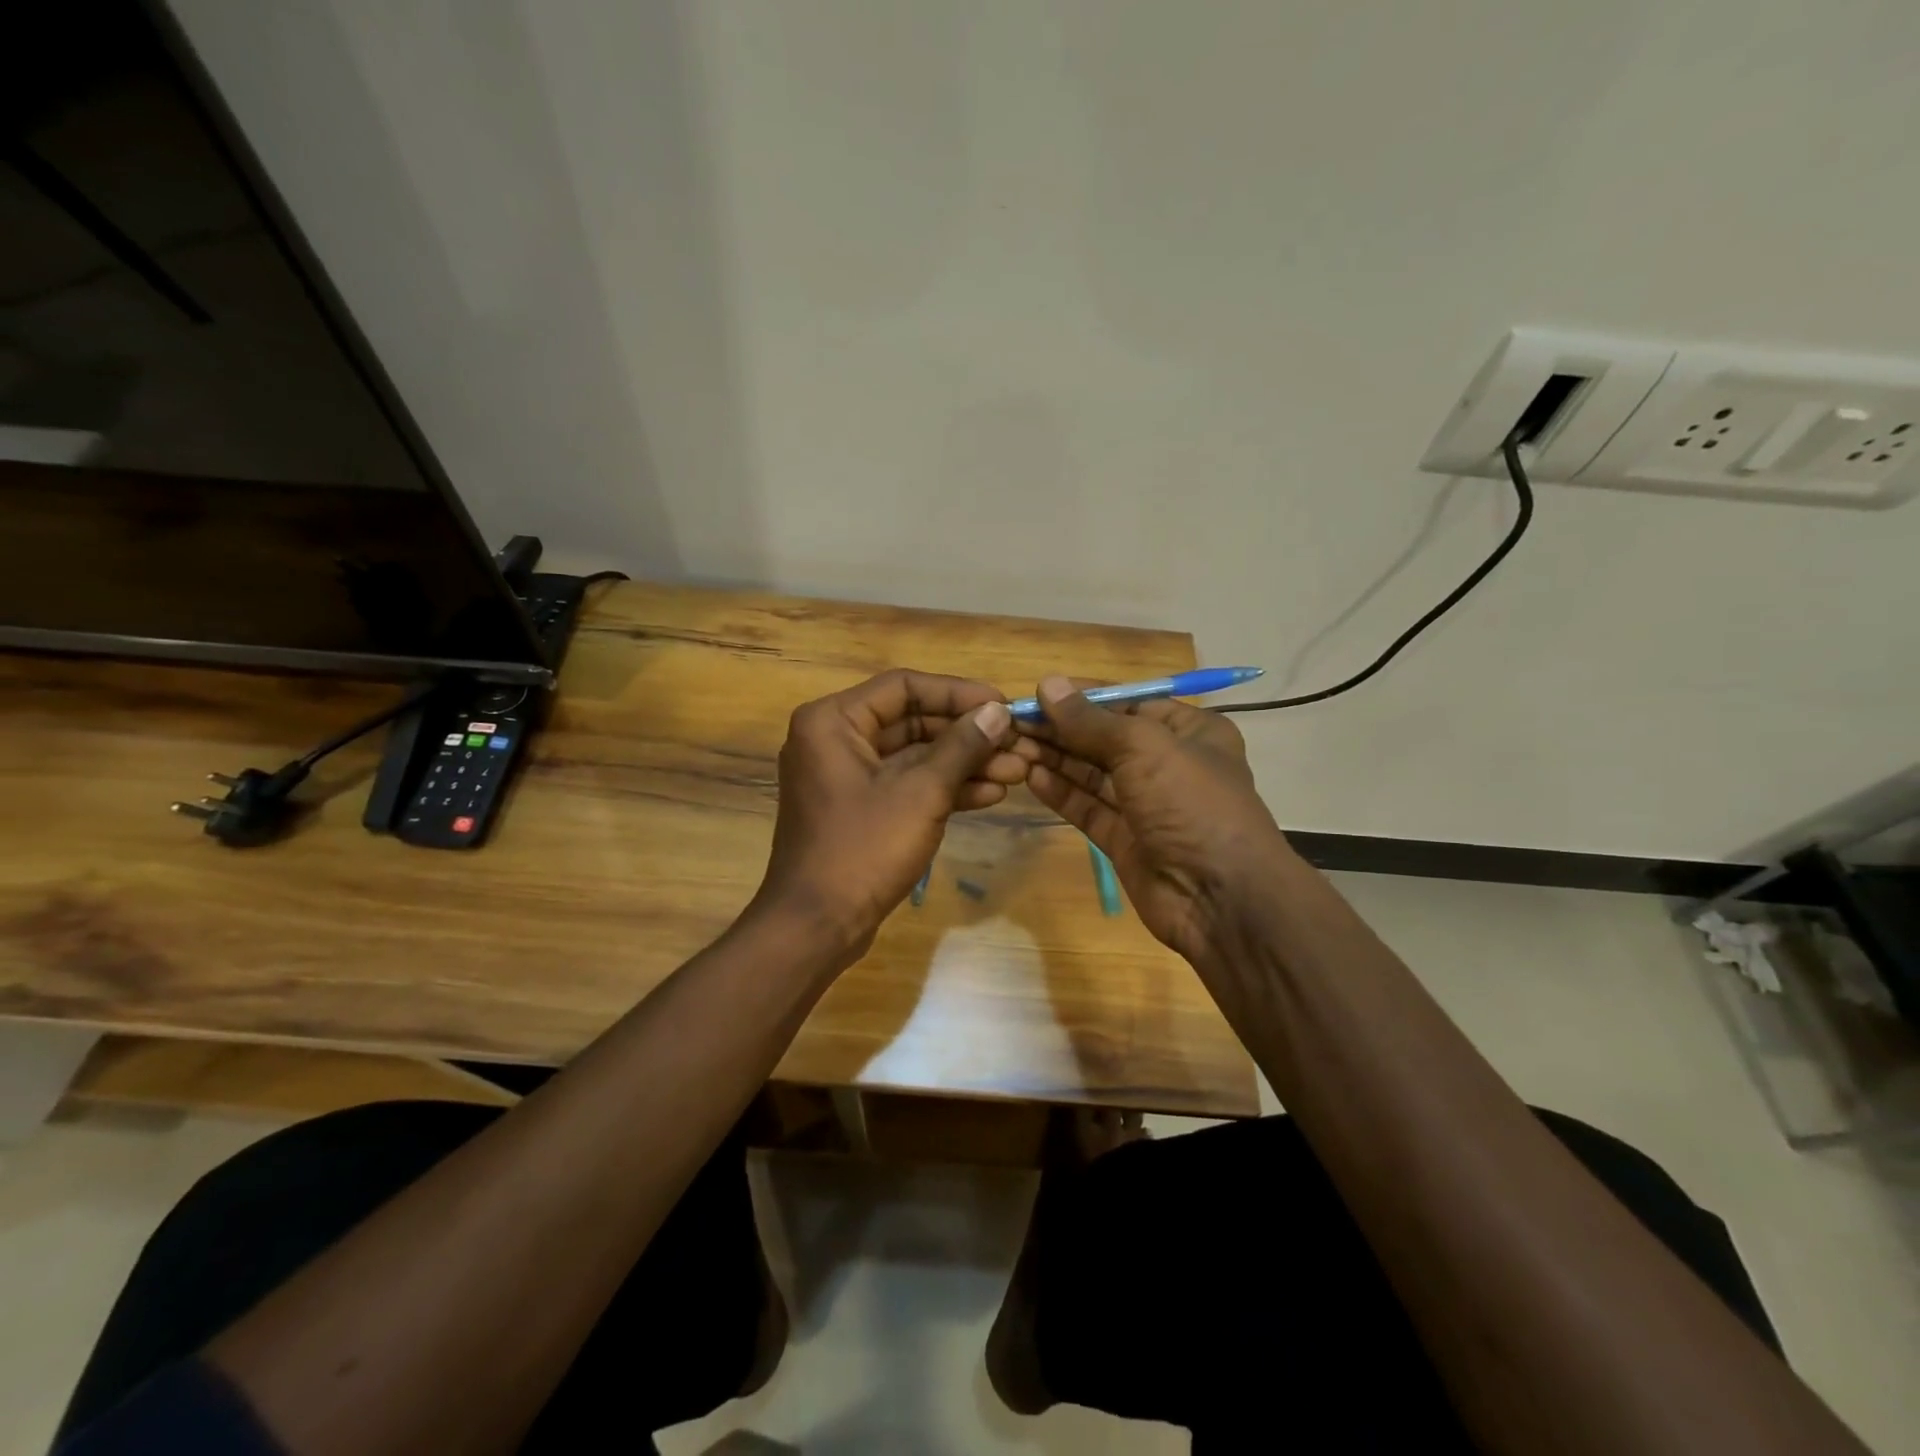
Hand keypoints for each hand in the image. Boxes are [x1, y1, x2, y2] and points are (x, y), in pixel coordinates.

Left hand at [752, 669, 1024, 960]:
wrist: (817, 927)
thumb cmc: (863, 850)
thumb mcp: (921, 794)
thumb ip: (962, 746)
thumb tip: (998, 712)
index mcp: (833, 721)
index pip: (904, 687)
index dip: (958, 693)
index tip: (1003, 705)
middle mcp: (835, 739)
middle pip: (912, 721)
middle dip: (967, 735)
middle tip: (1017, 743)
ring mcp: (847, 776)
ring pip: (914, 756)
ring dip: (964, 763)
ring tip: (1017, 772)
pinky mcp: (861, 808)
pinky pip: (906, 784)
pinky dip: (944, 788)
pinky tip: (992, 794)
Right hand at [1013, 676, 1293, 964]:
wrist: (1221, 898)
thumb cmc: (1192, 803)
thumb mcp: (1143, 747)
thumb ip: (1090, 720)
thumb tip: (1047, 684)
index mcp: (1189, 730)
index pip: (1127, 702)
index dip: (1082, 697)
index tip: (1036, 692)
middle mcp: (1168, 763)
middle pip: (1105, 738)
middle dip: (1061, 729)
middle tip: (1012, 722)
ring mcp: (1146, 804)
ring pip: (1092, 773)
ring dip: (1055, 758)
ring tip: (1012, 745)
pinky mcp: (1125, 839)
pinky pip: (1088, 807)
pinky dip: (1061, 792)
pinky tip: (1031, 776)